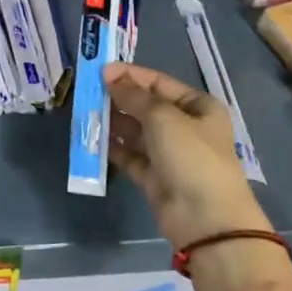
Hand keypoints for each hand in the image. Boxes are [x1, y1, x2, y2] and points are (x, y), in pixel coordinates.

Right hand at [104, 62, 272, 249]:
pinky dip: (114, 147)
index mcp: (198, 106)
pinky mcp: (154, 177)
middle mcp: (185, 127)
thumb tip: (111, 78)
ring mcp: (170, 153)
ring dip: (113, 122)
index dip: (130, 75)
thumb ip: (134, 96)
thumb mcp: (163, 117)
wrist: (205, 220)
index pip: (159, 82)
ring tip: (85, 114)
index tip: (100, 71)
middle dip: (118, 99)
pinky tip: (93, 139)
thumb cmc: (191, 156)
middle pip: (146, 106)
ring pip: (135, 131)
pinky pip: (130, 155)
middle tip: (87, 93)